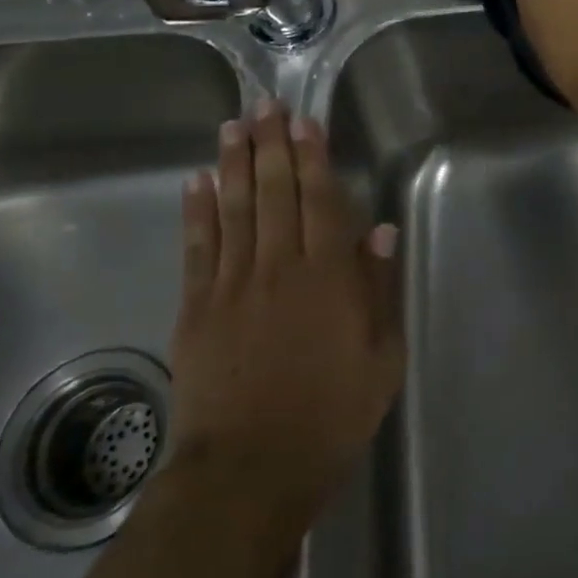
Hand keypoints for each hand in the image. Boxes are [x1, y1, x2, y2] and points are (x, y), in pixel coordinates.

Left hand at [165, 102, 402, 522]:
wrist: (250, 472)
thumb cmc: (331, 416)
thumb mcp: (381, 359)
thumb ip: (378, 290)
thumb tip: (378, 232)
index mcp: (327, 277)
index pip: (320, 201)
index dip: (312, 157)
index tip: (303, 121)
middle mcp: (278, 268)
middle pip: (274, 193)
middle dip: (270, 145)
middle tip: (264, 105)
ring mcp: (231, 286)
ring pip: (233, 209)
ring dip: (234, 164)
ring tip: (233, 126)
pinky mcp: (196, 309)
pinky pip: (197, 248)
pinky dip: (197, 211)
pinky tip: (198, 182)